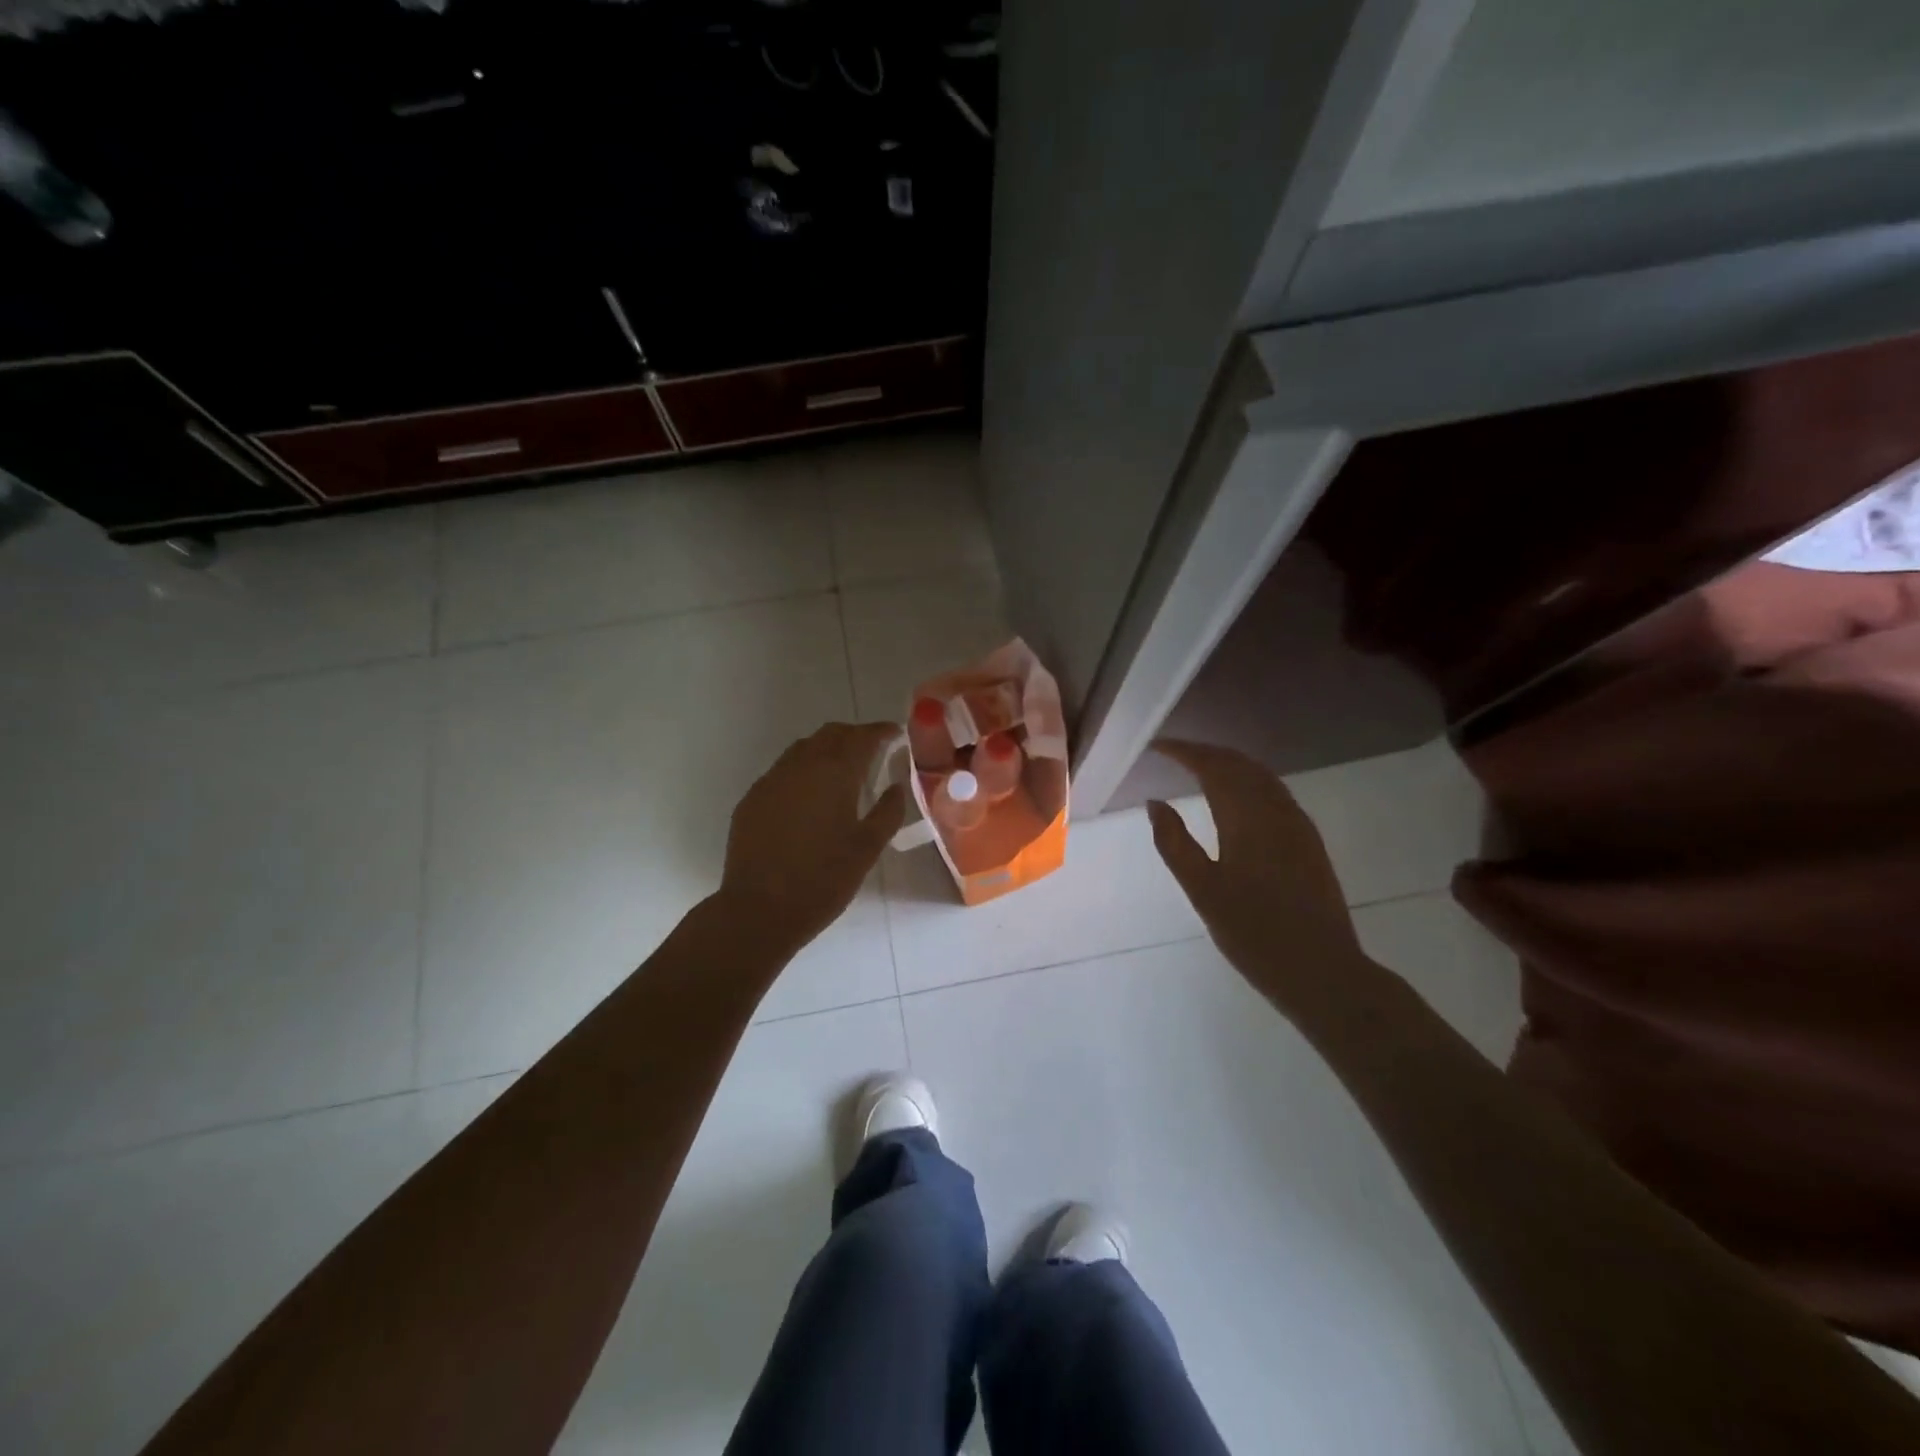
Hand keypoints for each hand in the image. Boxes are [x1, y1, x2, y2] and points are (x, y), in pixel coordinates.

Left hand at [719, 722, 906, 955]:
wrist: (759, 910)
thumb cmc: (823, 880)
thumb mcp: (867, 849)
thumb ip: (888, 812)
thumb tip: (896, 786)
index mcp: (834, 773)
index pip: (861, 737)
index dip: (880, 731)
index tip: (895, 733)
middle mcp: (800, 766)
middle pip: (830, 734)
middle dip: (853, 736)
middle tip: (872, 750)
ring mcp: (771, 780)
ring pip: (802, 749)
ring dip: (826, 749)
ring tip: (842, 770)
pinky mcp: (752, 799)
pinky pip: (782, 771)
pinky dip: (802, 770)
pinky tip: (809, 795)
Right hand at [1147, 739, 1372, 1023]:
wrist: (1323, 971)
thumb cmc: (1254, 934)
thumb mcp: (1202, 891)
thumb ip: (1174, 843)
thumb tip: (1154, 803)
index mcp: (1247, 819)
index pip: (1213, 767)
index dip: (1184, 751)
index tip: (1157, 746)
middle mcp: (1276, 811)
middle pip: (1240, 764)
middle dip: (1206, 752)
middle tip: (1174, 752)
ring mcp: (1298, 825)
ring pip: (1261, 776)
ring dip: (1229, 764)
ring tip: (1200, 766)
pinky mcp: (1309, 842)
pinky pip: (1275, 793)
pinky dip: (1249, 781)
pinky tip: (1237, 796)